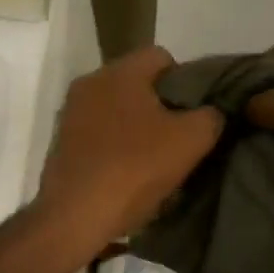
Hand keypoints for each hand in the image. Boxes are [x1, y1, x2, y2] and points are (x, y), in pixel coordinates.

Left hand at [35, 46, 223, 248]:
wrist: (75, 216)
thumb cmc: (135, 168)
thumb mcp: (191, 141)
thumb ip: (210, 116)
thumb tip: (212, 112)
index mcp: (119, 72)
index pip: (161, 56)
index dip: (186, 80)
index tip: (196, 112)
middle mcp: (90, 83)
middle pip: (137, 84)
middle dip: (161, 105)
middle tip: (180, 137)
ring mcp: (71, 113)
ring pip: (117, 110)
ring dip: (138, 128)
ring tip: (156, 159)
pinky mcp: (61, 142)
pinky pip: (99, 133)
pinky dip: (116, 146)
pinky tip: (129, 173)